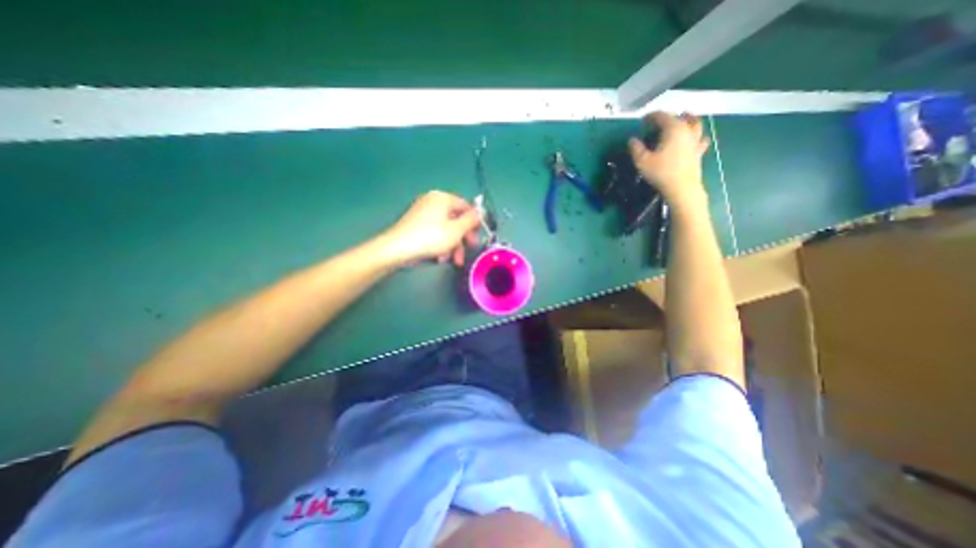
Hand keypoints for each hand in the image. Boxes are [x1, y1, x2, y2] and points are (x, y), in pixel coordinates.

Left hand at [385, 191, 482, 266]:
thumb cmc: (431, 237)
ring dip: (453, 245)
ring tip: (454, 261)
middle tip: (469, 249)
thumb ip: (471, 220)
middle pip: (456, 219)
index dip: (475, 221)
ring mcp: (423, 213)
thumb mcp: (457, 230)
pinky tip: (440, 258)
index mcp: (443, 198)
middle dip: (463, 238)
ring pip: (446, 228)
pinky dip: (440, 244)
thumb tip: (481, 212)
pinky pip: (434, 232)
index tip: (478, 236)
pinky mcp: (416, 225)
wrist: (398, 249)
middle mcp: (433, 202)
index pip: (466, 206)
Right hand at [634, 112, 709, 210]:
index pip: (662, 116)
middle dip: (667, 118)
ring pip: (695, 124)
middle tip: (657, 123)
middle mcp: (687, 130)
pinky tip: (697, 137)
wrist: (682, 188)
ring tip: (685, 117)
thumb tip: (632, 140)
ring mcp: (695, 141)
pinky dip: (698, 135)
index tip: (643, 120)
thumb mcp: (642, 161)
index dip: (651, 116)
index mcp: (673, 129)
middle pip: (679, 117)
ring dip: (689, 119)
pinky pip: (701, 139)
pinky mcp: (698, 152)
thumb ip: (636, 148)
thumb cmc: (661, 173)